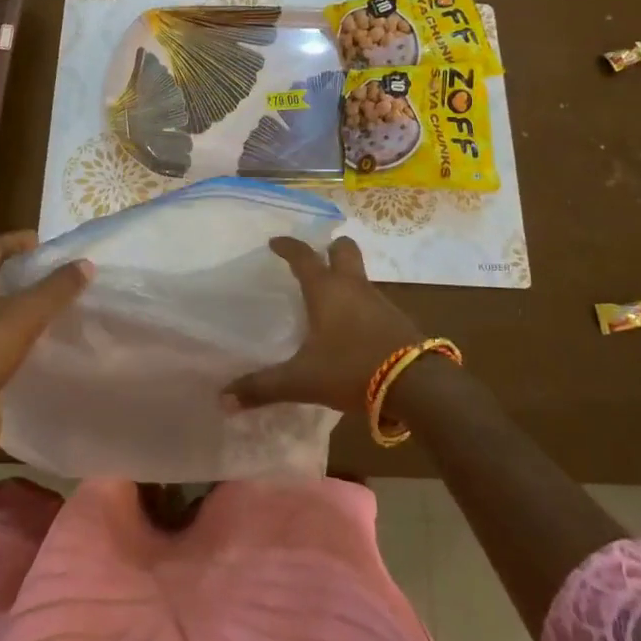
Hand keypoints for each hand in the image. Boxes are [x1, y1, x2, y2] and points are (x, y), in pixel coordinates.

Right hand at [222, 236, 426, 413]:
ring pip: (360, 277)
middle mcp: (353, 287)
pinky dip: (361, 306)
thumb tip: (222, 398)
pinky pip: (373, 302)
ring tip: (330, 299)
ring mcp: (380, 302)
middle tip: (318, 256)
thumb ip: (262, 388)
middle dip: (331, 248)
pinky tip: (353, 329)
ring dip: (346, 279)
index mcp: (326, 290)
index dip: (288, 246)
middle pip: (345, 250)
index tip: (275, 242)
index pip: (303, 256)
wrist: (417, 385)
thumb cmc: (351, 369)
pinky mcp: (398, 321)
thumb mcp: (301, 381)